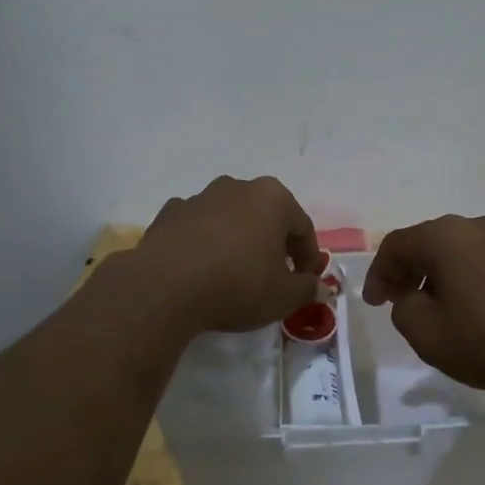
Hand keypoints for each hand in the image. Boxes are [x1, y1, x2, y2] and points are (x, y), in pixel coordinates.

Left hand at [133, 176, 324, 333]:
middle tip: (273, 276)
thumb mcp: (283, 297)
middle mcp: (237, 187)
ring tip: (234, 273)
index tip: (304, 282)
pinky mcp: (169, 213)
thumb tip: (319, 287)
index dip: (308, 257)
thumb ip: (306, 289)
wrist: (165, 287)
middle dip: (273, 243)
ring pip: (230, 218)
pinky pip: (197, 227)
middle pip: (266, 216)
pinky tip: (201, 269)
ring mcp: (200, 197)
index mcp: (272, 198)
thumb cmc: (237, 285)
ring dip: (237, 239)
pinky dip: (204, 242)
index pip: (302, 227)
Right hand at [362, 213, 484, 393]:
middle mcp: (472, 226)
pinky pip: (481, 259)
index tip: (374, 304)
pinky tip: (471, 307)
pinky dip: (464, 277)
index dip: (378, 274)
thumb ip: (404, 308)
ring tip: (434, 307)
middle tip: (398, 301)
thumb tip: (411, 296)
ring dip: (437, 274)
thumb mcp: (427, 335)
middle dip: (406, 271)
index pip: (395, 245)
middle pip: (426, 242)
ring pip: (455, 250)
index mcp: (443, 237)